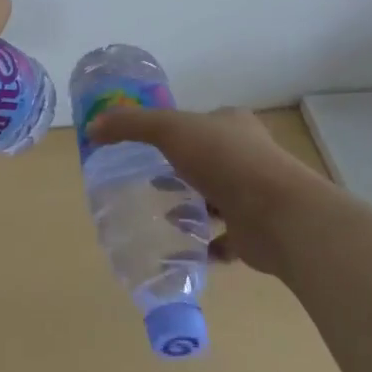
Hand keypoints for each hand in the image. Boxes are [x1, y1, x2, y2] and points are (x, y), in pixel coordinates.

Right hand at [87, 106, 325, 274]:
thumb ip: (131, 125)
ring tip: (160, 215)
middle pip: (207, 160)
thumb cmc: (225, 161)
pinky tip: (181, 249)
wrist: (280, 216)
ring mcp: (254, 196)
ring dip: (192, 207)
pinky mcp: (255, 234)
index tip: (147, 147)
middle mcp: (247, 157)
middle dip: (180, 171)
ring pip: (216, 199)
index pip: (199, 122)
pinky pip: (224, 240)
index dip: (173, 131)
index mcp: (232, 125)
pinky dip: (204, 245)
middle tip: (149, 183)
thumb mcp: (170, 130)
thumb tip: (92, 127)